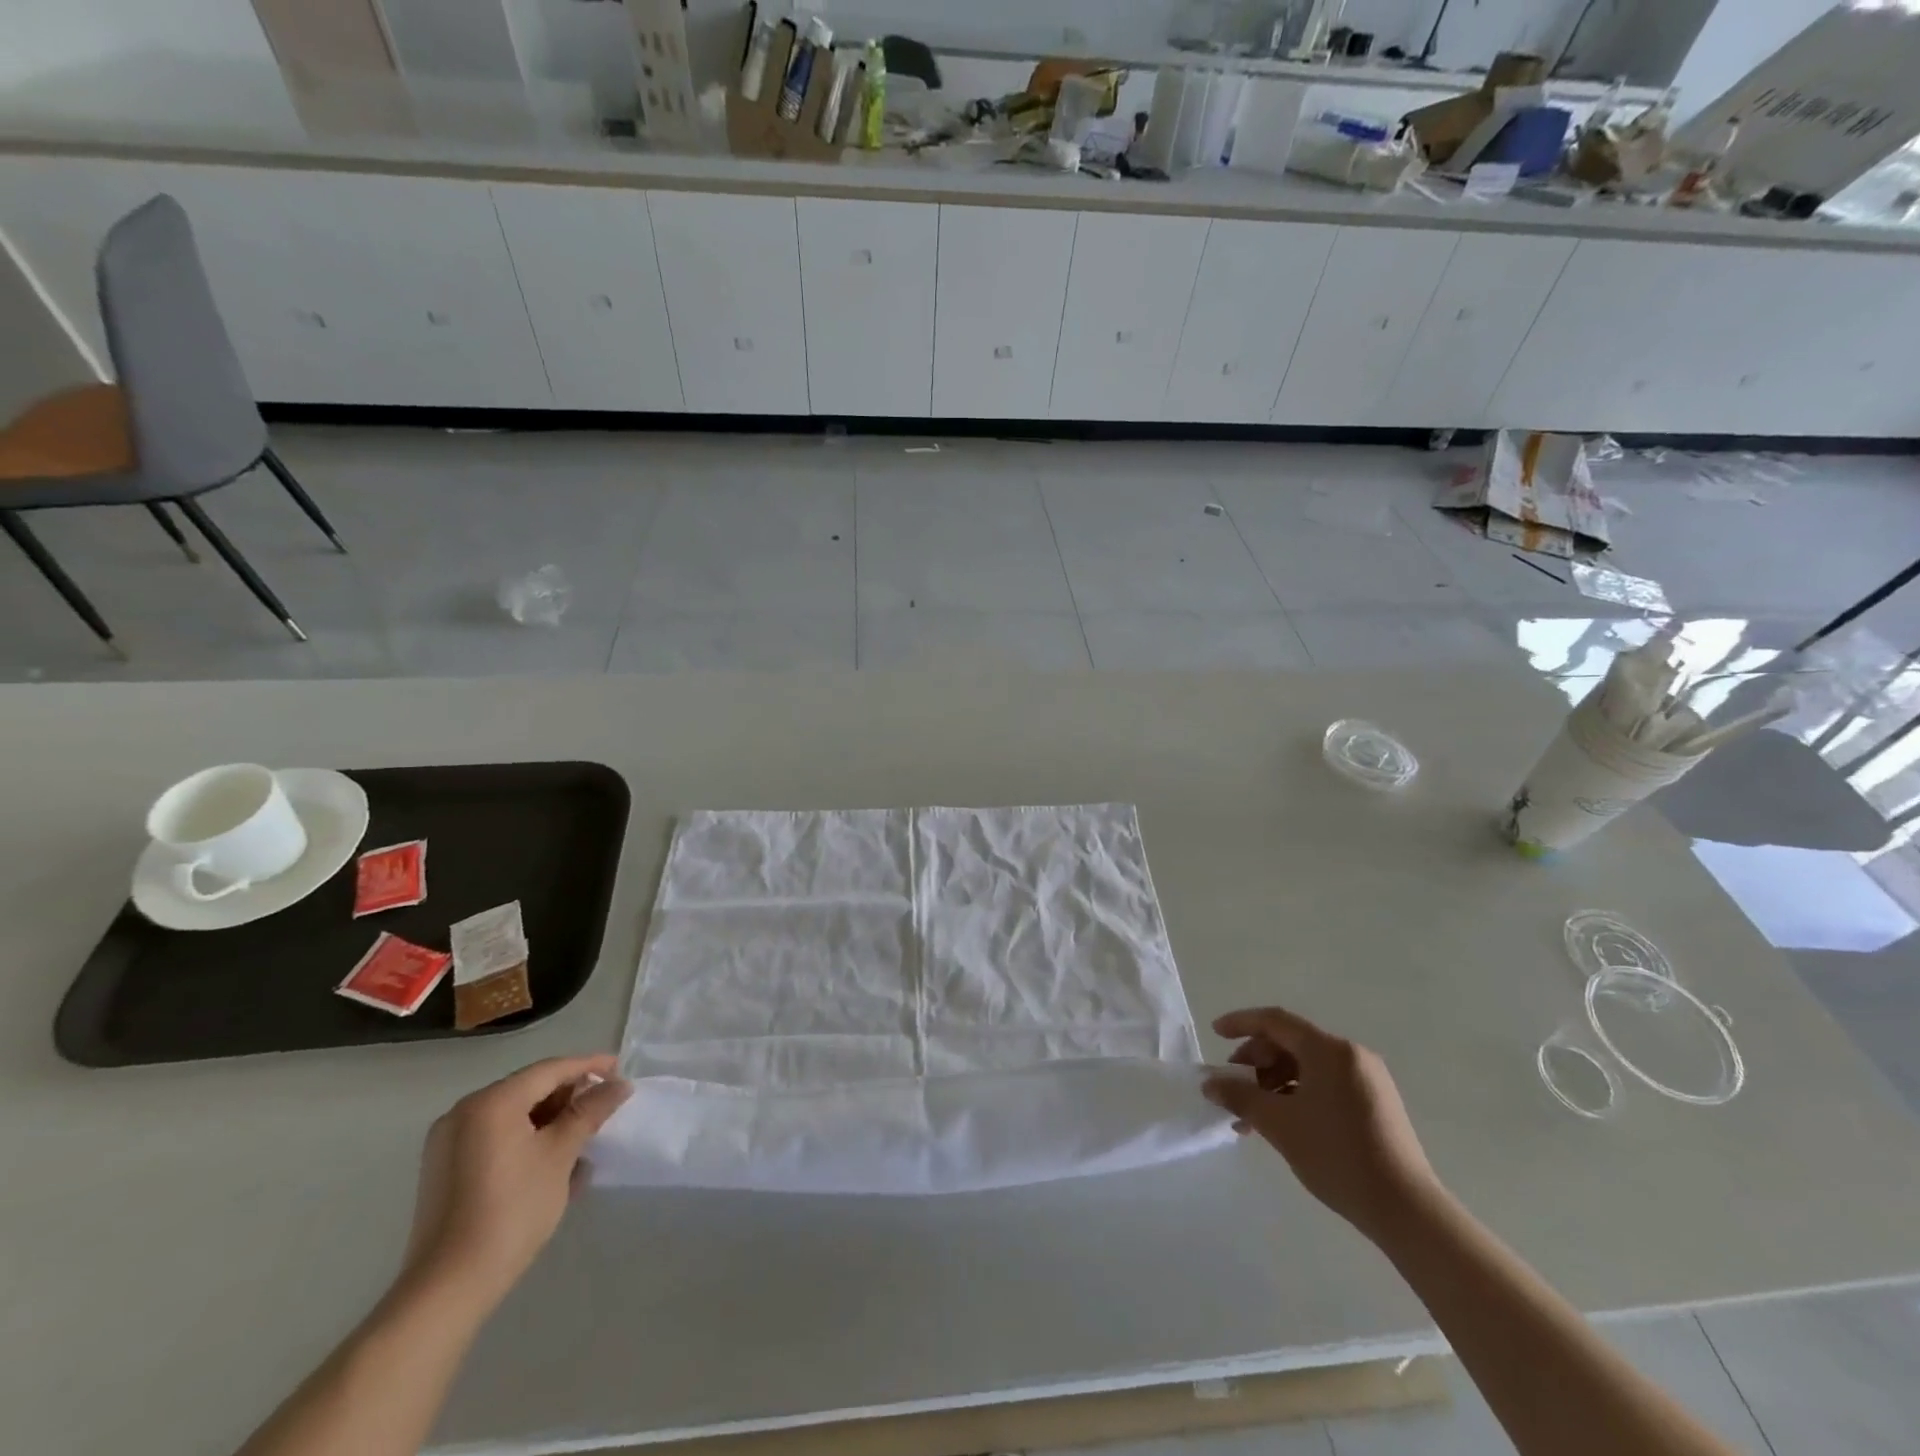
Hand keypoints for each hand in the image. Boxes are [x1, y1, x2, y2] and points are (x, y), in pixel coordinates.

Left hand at [403, 1055, 631, 1303]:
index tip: (620, 1069)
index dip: (589, 1066)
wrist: (448, 1288)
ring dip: (551, 1121)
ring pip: (513, 1115)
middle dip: (569, 1097)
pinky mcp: (445, 1170)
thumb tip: (619, 1085)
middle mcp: (464, 1113)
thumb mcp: (561, 1154)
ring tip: (584, 1139)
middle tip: (604, 1108)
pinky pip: (495, 1138)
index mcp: (490, 1102)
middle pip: (529, 1089)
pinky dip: (526, 1140)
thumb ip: (590, 1112)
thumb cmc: (512, 1210)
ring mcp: (449, 1143)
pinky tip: (553, 1161)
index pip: (550, 1070)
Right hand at [1203, 1006, 1440, 1240]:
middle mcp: (1350, 1055)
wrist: (1407, 1210)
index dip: (1241, 1023)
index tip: (1215, 1033)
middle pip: (1291, 1042)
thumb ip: (1240, 1097)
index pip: (1275, 1021)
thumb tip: (1210, 1083)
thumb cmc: (1337, 1156)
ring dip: (1274, 1083)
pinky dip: (1297, 1095)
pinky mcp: (1375, 1103)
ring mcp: (1367, 1079)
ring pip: (1307, 1066)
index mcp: (1329, 1050)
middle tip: (1233, 1085)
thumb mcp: (1279, 1125)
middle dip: (1256, 1061)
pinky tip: (1282, 1123)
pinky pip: (1325, 1084)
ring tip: (1252, 1116)